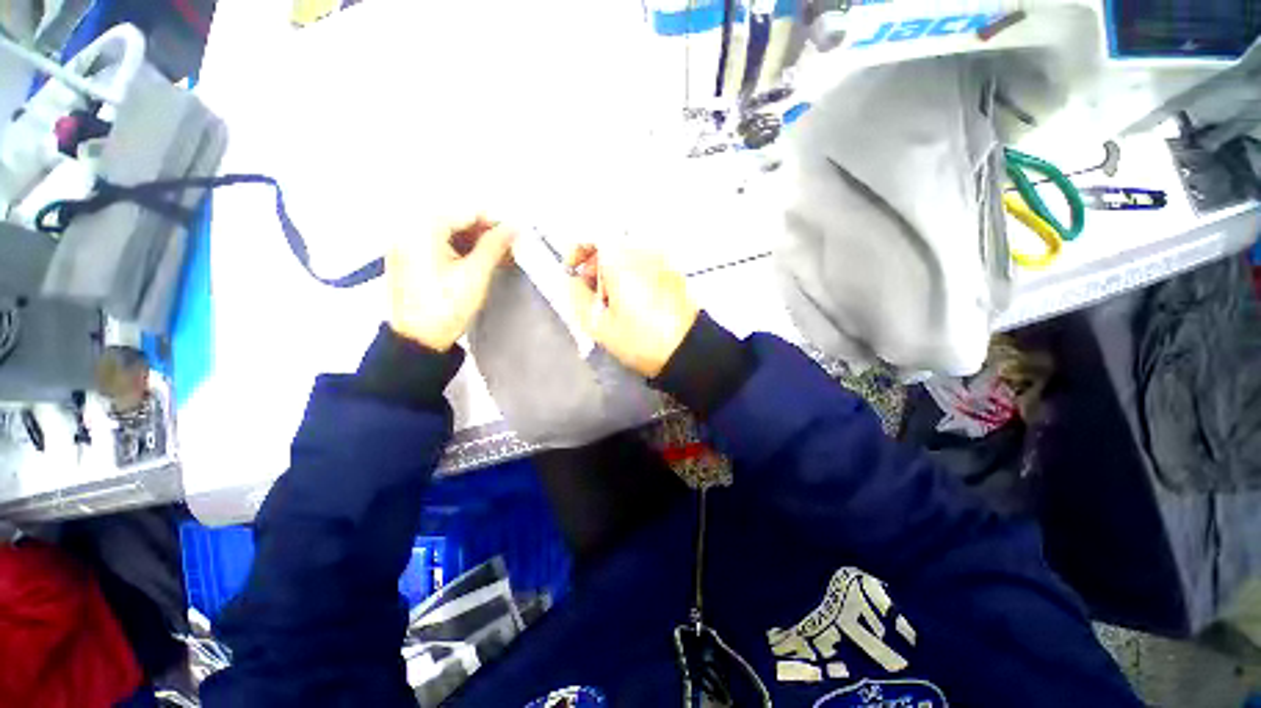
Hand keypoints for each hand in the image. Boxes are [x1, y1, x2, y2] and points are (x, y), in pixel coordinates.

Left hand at [387, 215, 515, 351]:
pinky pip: (438, 247)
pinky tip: (477, 264)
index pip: (466, 212)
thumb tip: (513, 227)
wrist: (418, 340)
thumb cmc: (446, 306)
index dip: (494, 222)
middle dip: (484, 233)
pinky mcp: (407, 261)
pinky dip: (459, 252)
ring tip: (497, 258)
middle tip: (507, 249)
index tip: (515, 235)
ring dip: (474, 243)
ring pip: (447, 235)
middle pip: (455, 221)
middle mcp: (408, 230)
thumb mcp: (475, 274)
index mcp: (422, 229)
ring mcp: (405, 246)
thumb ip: (494, 246)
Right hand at [568, 246, 698, 377]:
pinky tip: (634, 302)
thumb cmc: (641, 339)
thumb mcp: (599, 326)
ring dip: (614, 272)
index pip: (592, 234)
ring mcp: (662, 260)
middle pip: (610, 245)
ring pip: (628, 255)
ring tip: (613, 303)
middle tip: (592, 293)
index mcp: (621, 259)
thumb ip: (577, 297)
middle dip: (595, 265)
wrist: (688, 349)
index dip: (577, 250)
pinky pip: (645, 264)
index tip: (573, 271)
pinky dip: (633, 276)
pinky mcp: (674, 272)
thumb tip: (572, 280)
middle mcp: (643, 251)